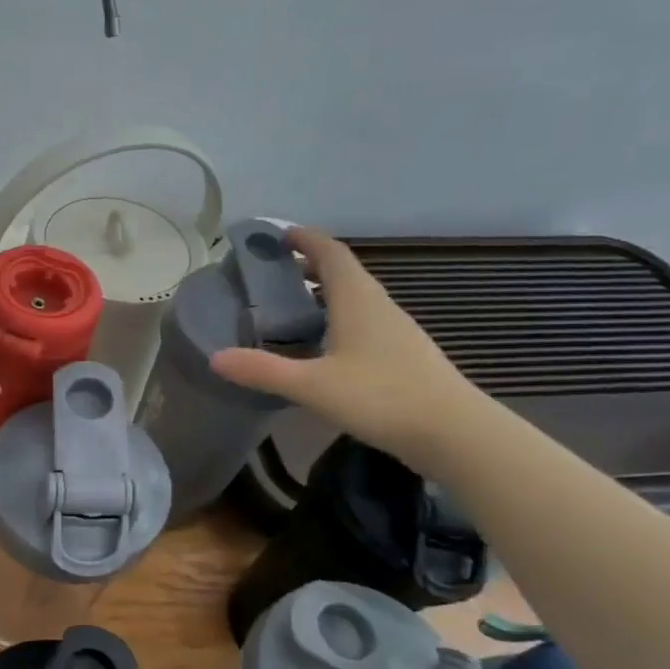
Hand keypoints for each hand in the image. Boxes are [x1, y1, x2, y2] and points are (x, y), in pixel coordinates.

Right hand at [210, 226, 486, 467]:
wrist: (454, 433)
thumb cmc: (382, 397)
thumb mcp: (312, 385)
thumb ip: (262, 371)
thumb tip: (215, 358)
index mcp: (357, 300)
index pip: (331, 253)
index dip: (306, 239)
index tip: (279, 235)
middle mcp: (379, 307)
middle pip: (343, 273)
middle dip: (309, 266)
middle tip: (273, 274)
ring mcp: (395, 332)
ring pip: (355, 299)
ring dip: (324, 294)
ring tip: (290, 308)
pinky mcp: (402, 356)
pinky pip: (364, 323)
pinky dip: (337, 320)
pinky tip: (323, 347)